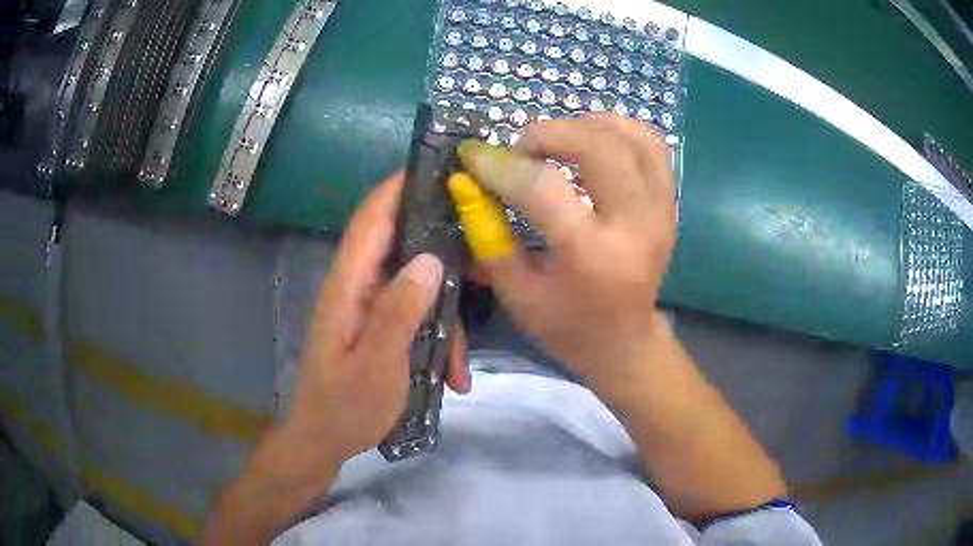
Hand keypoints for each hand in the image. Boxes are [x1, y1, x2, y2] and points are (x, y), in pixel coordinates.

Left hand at [204, 174, 472, 545]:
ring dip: (445, 316)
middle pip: (402, 246)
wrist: (324, 441)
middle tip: (483, 269)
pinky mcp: (378, 326)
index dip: (399, 187)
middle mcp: (357, 286)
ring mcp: (369, 307)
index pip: (371, 218)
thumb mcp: (378, 365)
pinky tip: (451, 375)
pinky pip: (415, 314)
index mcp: (348, 286)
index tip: (439, 168)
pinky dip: (437, 338)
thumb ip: (399, 310)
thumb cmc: (345, 408)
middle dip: (444, 255)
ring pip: (417, 286)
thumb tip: (430, 258)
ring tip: (461, 363)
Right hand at [459, 114, 675, 391]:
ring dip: (585, 124)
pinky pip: (651, 144)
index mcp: (593, 257)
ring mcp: (661, 211)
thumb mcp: (515, 291)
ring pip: (631, 136)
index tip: (474, 156)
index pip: (544, 189)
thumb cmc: (565, 325)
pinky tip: (591, 139)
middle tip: (521, 147)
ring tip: (556, 140)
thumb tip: (467, 180)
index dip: (502, 165)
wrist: (625, 341)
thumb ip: (487, 233)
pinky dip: (618, 129)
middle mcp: (635, 226)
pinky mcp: (670, 203)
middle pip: (598, 146)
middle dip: (550, 132)